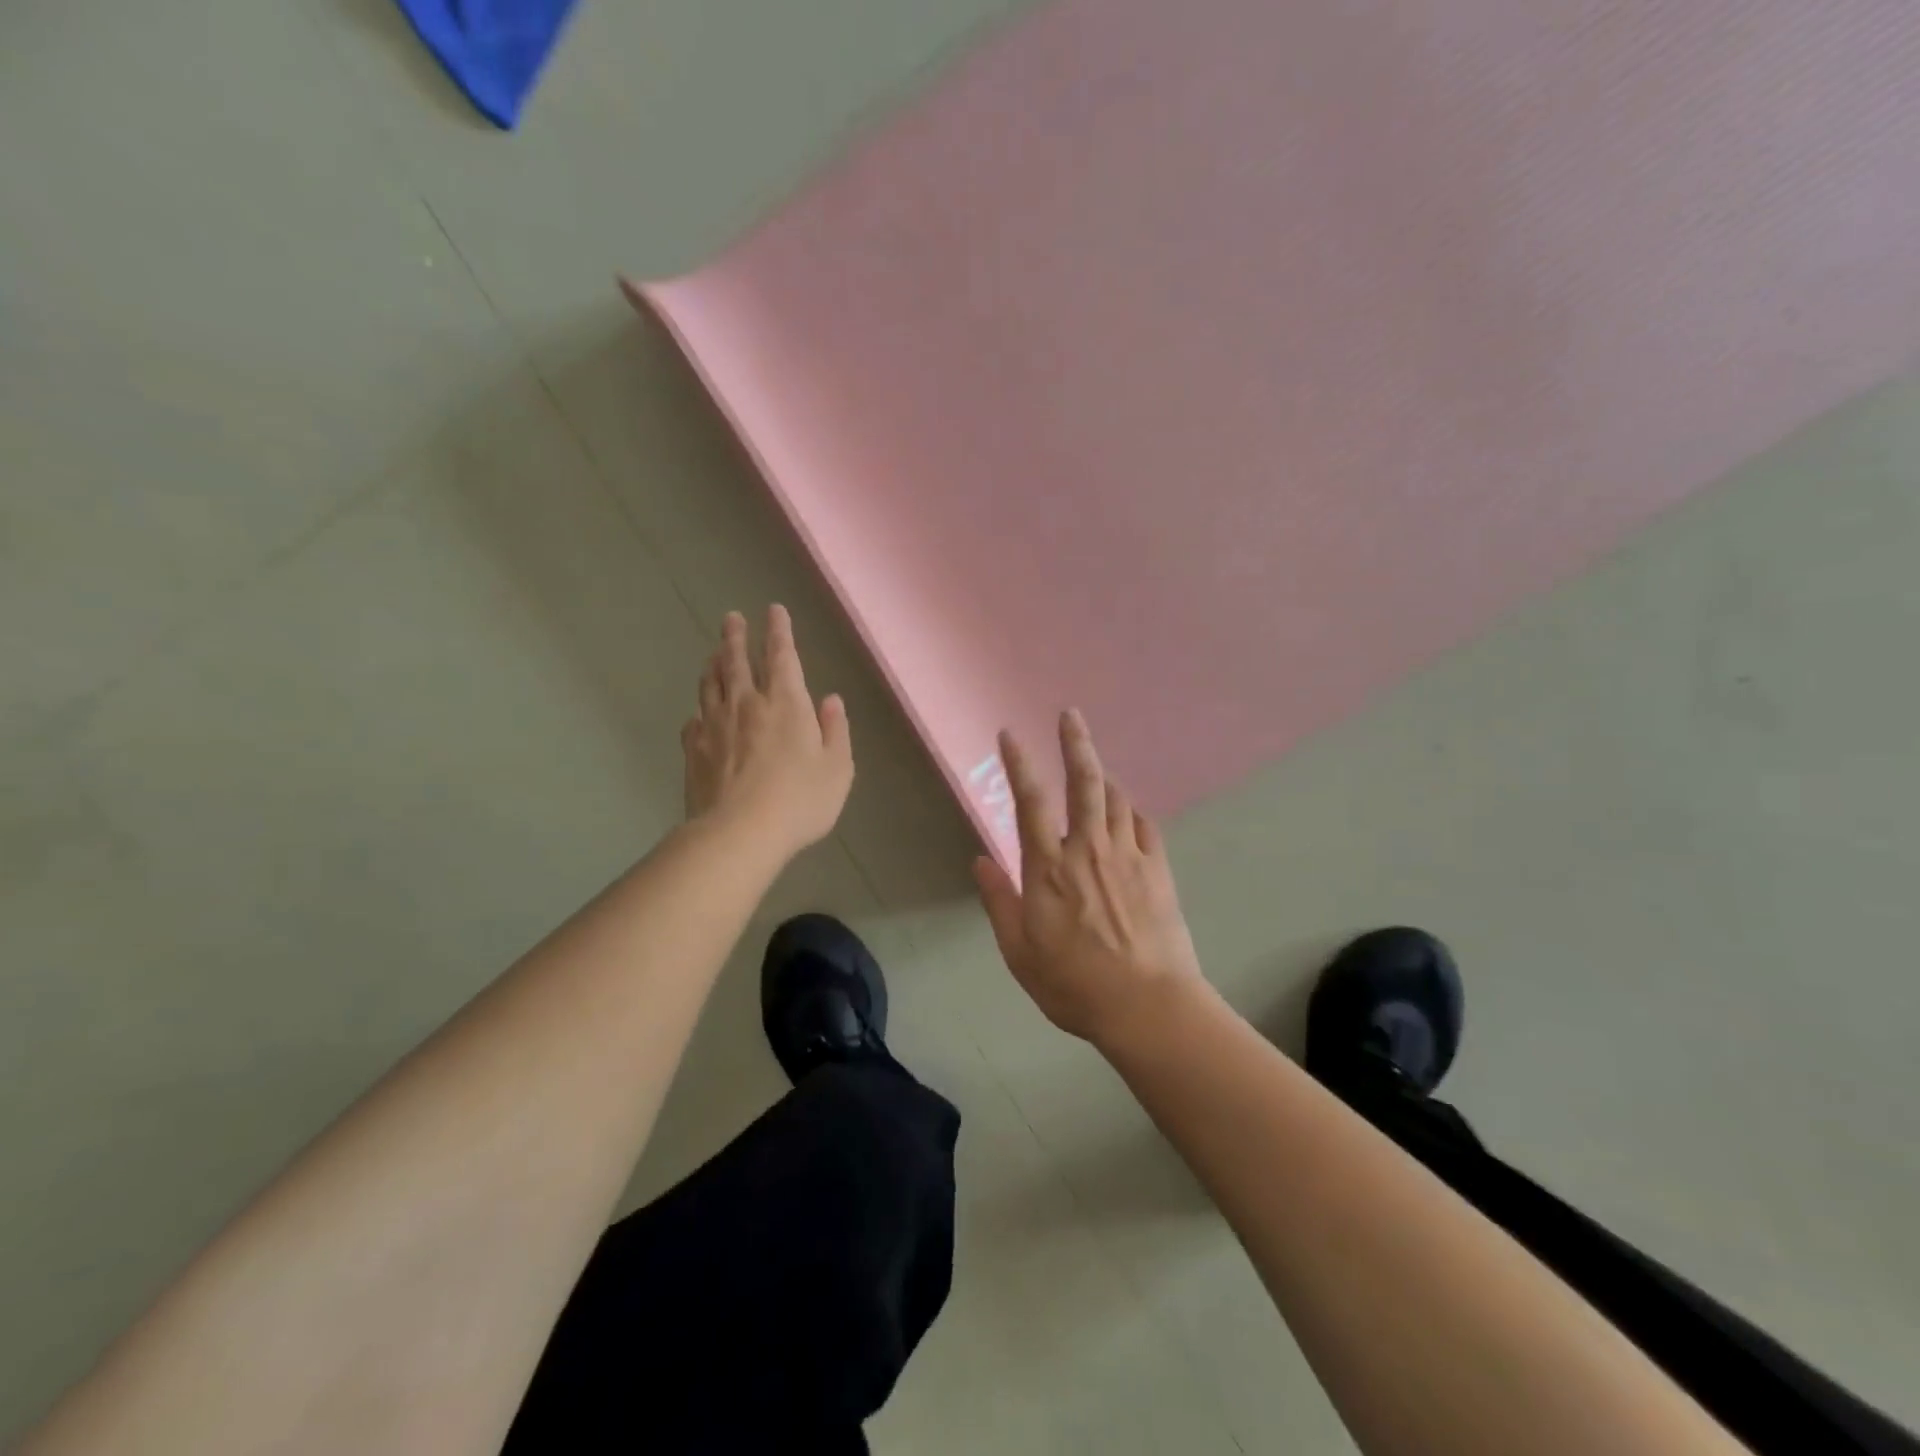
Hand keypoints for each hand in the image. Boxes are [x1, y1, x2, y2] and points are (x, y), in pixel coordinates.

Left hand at [682, 605, 853, 859]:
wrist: (739, 833)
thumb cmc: (800, 800)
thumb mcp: (837, 768)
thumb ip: (835, 730)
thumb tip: (830, 700)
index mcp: (785, 703)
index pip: (781, 655)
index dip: (778, 631)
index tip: (773, 610)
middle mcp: (746, 704)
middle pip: (736, 661)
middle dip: (736, 637)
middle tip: (731, 618)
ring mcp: (714, 726)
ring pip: (711, 685)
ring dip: (714, 664)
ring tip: (714, 653)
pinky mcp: (694, 751)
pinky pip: (694, 720)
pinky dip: (699, 709)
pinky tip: (699, 712)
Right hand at [973, 710, 1206, 1048]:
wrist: (1148, 1006)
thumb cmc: (1074, 984)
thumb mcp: (1020, 953)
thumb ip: (1000, 902)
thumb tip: (981, 861)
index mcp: (1049, 868)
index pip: (1029, 802)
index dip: (1018, 764)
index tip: (1010, 734)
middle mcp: (1088, 849)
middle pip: (1084, 782)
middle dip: (1075, 743)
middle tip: (1070, 714)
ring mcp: (1128, 856)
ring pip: (1115, 798)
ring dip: (1102, 775)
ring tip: (1094, 765)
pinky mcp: (1157, 869)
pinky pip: (1143, 824)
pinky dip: (1130, 810)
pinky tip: (1126, 810)